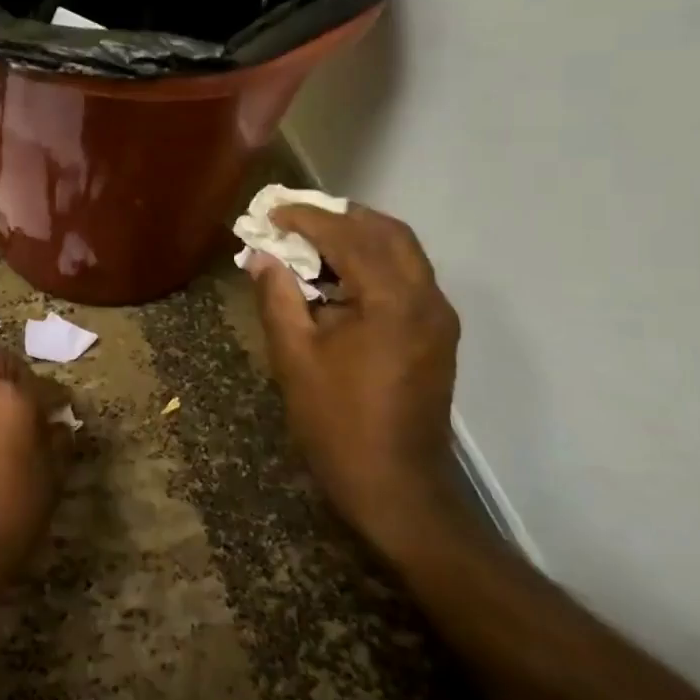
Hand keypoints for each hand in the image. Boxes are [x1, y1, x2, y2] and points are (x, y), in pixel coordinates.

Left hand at [0, 346, 73, 631]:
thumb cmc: (10, 513)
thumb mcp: (50, 480)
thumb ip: (58, 443)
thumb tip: (58, 426)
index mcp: (11, 396)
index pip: (43, 383)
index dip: (58, 397)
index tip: (65, 411)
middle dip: (17, 377)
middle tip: (31, 406)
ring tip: (6, 429)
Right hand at [248, 204, 460, 543]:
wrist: (396, 486)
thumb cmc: (337, 422)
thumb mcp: (294, 356)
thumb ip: (277, 297)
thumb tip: (261, 256)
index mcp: (391, 300)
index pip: (349, 236)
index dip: (306, 218)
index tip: (271, 214)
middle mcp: (425, 298)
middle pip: (388, 232)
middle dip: (340, 218)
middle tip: (295, 221)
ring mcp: (438, 317)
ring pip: (402, 252)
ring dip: (358, 238)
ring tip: (311, 245)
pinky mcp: (436, 335)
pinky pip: (407, 278)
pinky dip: (373, 263)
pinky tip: (337, 281)